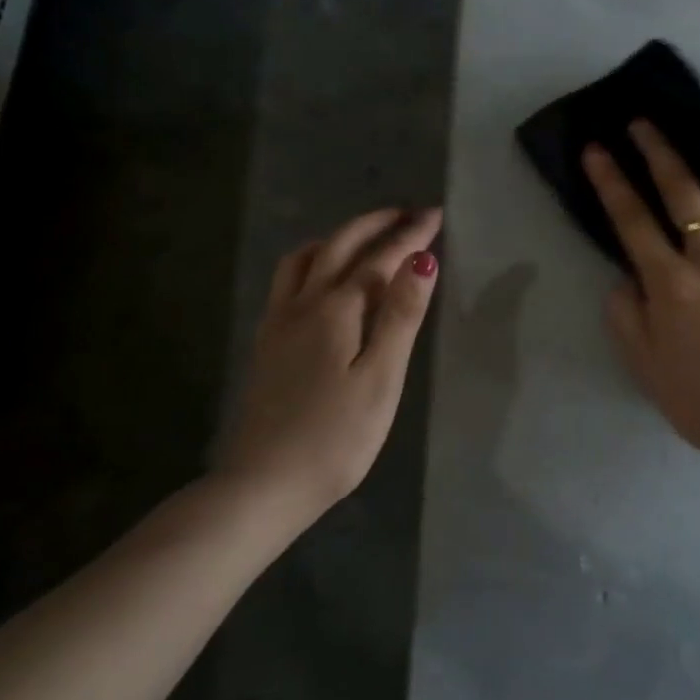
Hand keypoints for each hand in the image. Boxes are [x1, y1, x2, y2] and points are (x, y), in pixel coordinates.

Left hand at [217, 207, 441, 507]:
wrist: (263, 485)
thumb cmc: (336, 437)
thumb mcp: (381, 378)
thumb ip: (400, 315)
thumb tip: (422, 260)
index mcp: (335, 309)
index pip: (379, 258)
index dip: (410, 235)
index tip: (436, 214)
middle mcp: (302, 304)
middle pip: (338, 246)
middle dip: (374, 224)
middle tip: (406, 214)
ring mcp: (278, 323)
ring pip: (304, 259)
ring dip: (338, 238)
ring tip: (364, 239)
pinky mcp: (267, 344)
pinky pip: (289, 281)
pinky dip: (314, 261)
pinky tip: (322, 281)